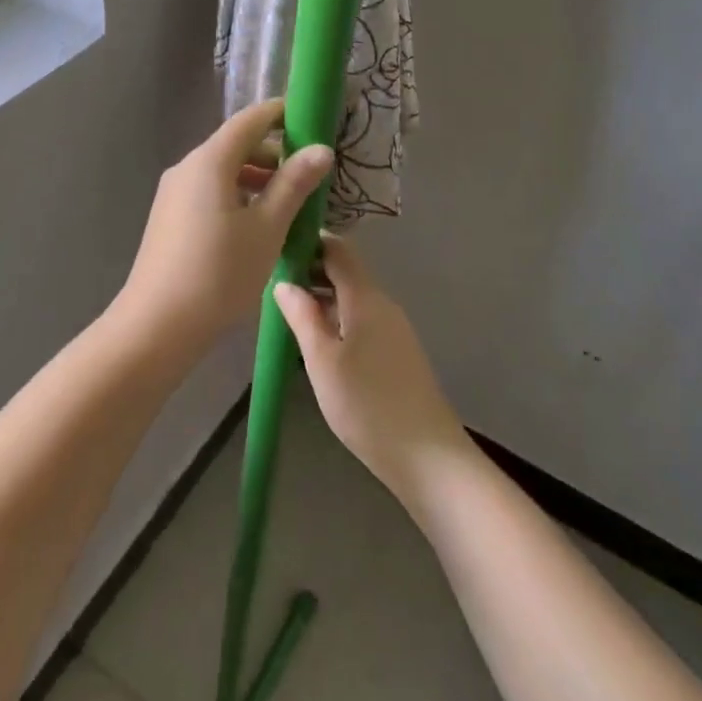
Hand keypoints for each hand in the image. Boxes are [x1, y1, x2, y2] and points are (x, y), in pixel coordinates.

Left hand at [120, 100, 333, 347]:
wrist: (157, 325)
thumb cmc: (219, 272)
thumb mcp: (267, 228)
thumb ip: (294, 184)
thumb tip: (321, 149)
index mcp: (209, 161)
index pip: (250, 120)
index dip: (282, 114)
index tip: (313, 118)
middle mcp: (187, 168)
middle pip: (235, 145)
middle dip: (274, 153)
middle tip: (312, 172)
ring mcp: (174, 194)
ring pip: (223, 171)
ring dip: (258, 178)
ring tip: (291, 202)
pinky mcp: (170, 218)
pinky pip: (210, 192)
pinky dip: (238, 195)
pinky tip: (259, 224)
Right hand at [275, 235, 471, 507]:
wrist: (428, 458)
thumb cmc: (367, 405)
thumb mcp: (322, 360)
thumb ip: (302, 316)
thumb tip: (284, 281)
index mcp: (365, 298)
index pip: (338, 249)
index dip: (309, 242)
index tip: (277, 250)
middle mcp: (383, 305)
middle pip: (345, 272)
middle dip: (310, 272)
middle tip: (273, 286)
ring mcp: (393, 329)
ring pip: (352, 298)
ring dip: (321, 298)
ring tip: (287, 314)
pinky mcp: (397, 353)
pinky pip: (361, 320)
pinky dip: (336, 319)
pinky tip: (317, 343)